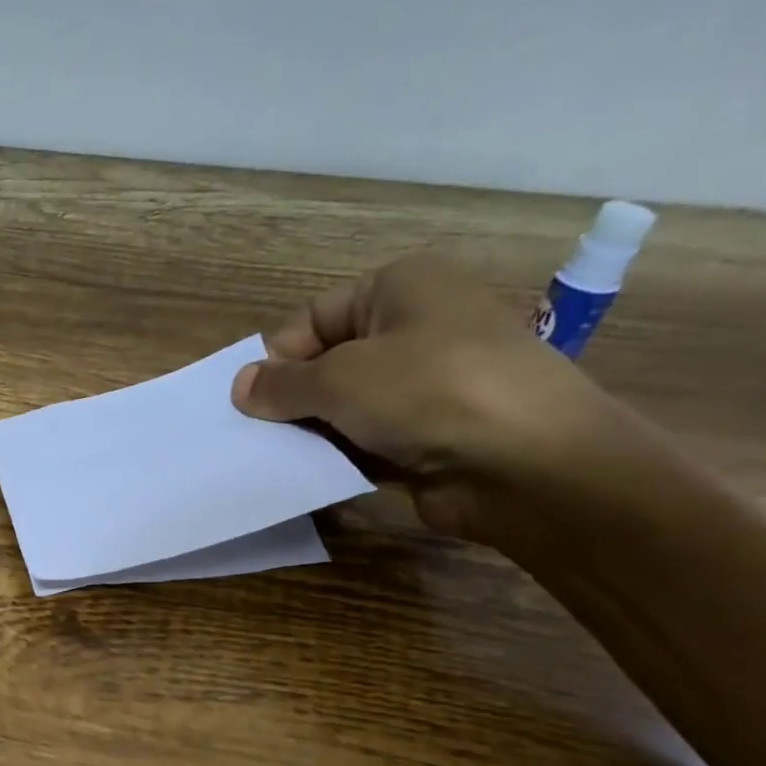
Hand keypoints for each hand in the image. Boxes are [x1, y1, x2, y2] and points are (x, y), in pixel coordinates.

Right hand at [231, 254, 629, 539]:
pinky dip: (341, 458)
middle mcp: (416, 328)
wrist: (526, 462)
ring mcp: (427, 386)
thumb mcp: (339, 378)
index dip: (278, 358)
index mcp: (400, 288)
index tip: (247, 401)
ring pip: (346, 408)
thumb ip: (281, 385)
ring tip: (277, 460)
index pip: (315, 318)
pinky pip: (368, 443)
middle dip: (292, 401)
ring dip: (313, 434)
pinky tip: (313, 477)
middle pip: (329, 364)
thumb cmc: (428, 391)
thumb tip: (239, 387)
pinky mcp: (430, 437)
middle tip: (255, 435)